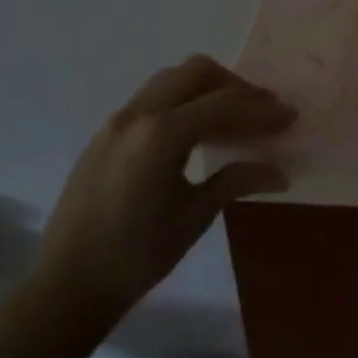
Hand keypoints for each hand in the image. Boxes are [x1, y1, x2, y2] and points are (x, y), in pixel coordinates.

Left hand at [35, 55, 294, 327]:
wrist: (67, 284)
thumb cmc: (137, 254)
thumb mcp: (194, 215)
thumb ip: (236, 181)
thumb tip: (280, 172)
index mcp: (161, 134)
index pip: (224, 104)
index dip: (262, 109)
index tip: (290, 117)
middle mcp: (138, 115)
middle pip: (197, 72)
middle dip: (235, 86)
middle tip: (261, 111)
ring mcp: (117, 122)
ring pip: (170, 79)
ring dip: (207, 89)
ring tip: (232, 119)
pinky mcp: (106, 135)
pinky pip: (152, 98)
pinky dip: (182, 102)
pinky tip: (196, 134)